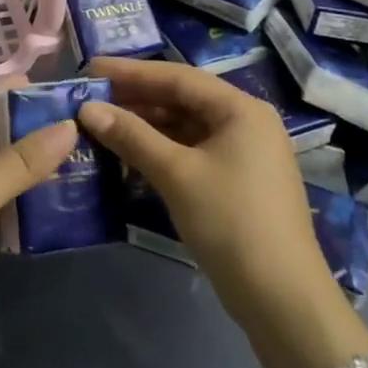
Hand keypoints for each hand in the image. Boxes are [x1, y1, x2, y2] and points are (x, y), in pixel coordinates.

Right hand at [79, 57, 337, 324]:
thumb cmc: (230, 222)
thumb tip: (87, 108)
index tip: (90, 69)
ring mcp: (243, 152)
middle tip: (90, 97)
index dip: (131, 72)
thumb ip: (131, 136)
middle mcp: (245, 121)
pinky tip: (129, 153)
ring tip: (101, 123)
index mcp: (240, 108)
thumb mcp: (176, 174)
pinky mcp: (236, 179)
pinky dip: (160, 148)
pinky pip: (191, 150)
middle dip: (136, 98)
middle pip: (182, 99)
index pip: (178, 77)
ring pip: (185, 126)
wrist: (281, 297)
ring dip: (145, 125)